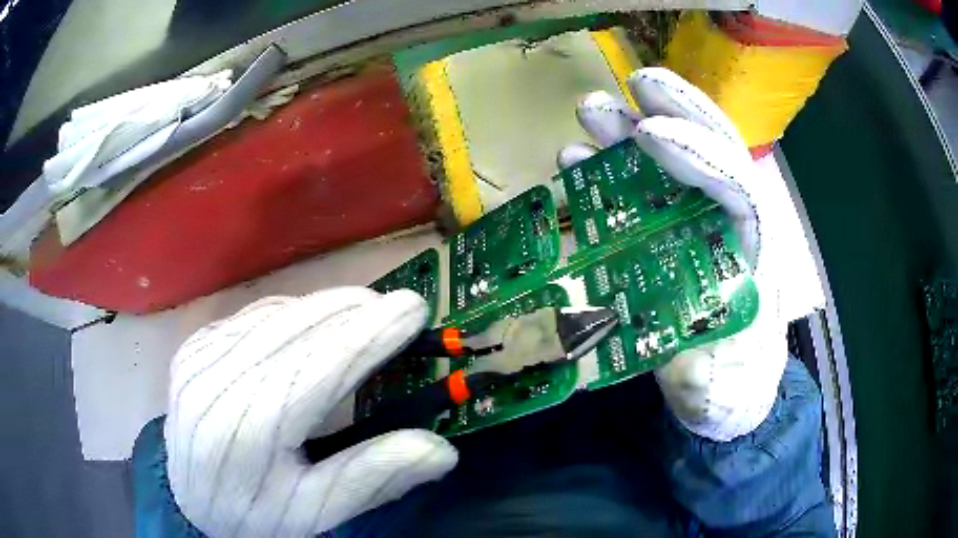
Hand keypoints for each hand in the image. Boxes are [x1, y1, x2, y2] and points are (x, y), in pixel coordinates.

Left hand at [164, 288, 456, 536]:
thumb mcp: (314, 510)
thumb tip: (441, 451)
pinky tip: (311, 326)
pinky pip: (252, 318)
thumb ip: (371, 477)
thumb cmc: (255, 514)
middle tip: (395, 310)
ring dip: (325, 309)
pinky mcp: (194, 348)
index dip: (370, 333)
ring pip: (276, 314)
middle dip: (354, 311)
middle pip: (297, 328)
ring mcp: (200, 357)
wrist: (189, 500)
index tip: (414, 308)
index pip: (320, 365)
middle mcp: (218, 381)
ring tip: (361, 316)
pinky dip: (292, 315)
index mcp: (249, 428)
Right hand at [560, 67, 789, 441]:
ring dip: (631, 134)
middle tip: (633, 84)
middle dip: (677, 113)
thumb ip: (705, 376)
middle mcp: (729, 228)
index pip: (738, 188)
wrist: (722, 396)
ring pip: (672, 165)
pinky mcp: (667, 238)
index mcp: (755, 256)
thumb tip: (684, 354)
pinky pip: (639, 193)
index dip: (698, 155)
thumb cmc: (730, 389)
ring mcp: (696, 228)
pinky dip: (608, 173)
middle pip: (714, 153)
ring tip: (590, 113)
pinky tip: (575, 162)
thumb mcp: (720, 393)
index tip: (648, 134)